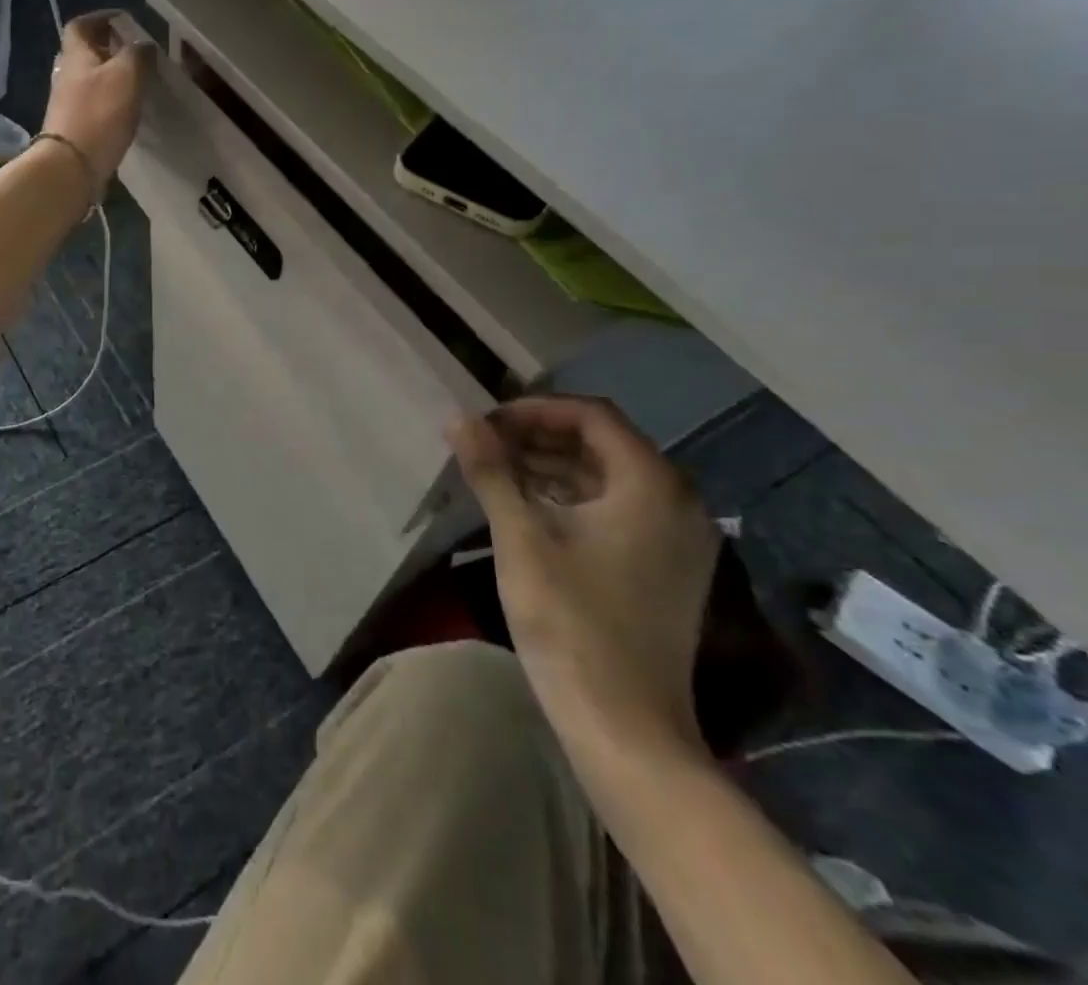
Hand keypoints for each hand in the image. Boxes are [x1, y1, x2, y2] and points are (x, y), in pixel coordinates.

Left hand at [40, 12, 156, 188]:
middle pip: (84, 53)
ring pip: (88, 79)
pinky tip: (125, 109)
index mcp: (75, 55)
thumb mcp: (126, 75)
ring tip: (135, 80)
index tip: (123, 20)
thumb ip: (137, 54)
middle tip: (135, 52)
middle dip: (108, 48)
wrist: (71, 166)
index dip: (100, 18)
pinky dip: (108, 100)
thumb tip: (143, 44)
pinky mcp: (73, 128)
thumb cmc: (99, 114)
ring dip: (109, 75)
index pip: (80, 25)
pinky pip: (92, 104)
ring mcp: (66, 103)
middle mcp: (66, 75)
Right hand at [450, 395, 719, 758]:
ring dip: (552, 465)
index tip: (486, 422)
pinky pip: (618, 509)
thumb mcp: (520, 536)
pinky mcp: (666, 569)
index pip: (592, 416)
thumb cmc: (570, 621)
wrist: (624, 727)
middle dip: (540, 435)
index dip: (535, 410)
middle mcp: (678, 503)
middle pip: (604, 443)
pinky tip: (527, 507)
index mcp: (652, 486)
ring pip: (609, 477)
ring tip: (495, 470)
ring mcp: (677, 540)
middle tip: (484, 443)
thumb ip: (491, 470)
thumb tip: (459, 418)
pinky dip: (572, 497)